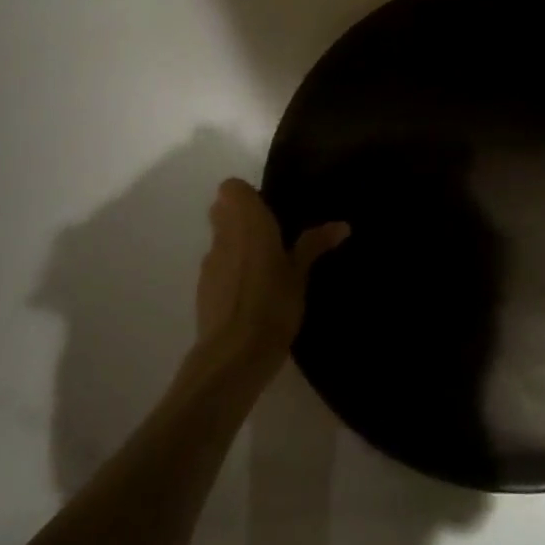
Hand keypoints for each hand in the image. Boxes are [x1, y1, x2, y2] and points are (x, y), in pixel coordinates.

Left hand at [195, 179, 348, 377]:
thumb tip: (342, 225)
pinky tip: (250, 292)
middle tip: (271, 234)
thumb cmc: (273, 304)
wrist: (234, 356)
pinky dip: (229, 270)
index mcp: (249, 223)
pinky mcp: (202, 290)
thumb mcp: (300, 274)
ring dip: (235, 244)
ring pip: (219, 239)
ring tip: (263, 266)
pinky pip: (216, 266)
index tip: (270, 209)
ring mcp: (209, 263)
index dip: (247, 195)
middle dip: (241, 217)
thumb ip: (315, 245)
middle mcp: (224, 236)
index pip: (231, 188)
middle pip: (222, 210)